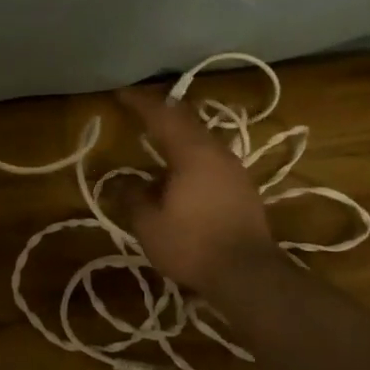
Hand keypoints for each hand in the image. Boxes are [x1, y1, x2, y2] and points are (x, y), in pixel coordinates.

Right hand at [113, 87, 279, 292]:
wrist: (248, 275)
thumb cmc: (193, 245)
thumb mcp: (149, 225)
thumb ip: (133, 199)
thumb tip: (122, 184)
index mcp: (192, 153)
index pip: (162, 115)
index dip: (140, 103)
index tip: (121, 94)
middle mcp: (216, 152)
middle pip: (187, 120)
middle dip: (161, 112)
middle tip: (139, 110)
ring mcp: (234, 169)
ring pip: (202, 138)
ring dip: (178, 134)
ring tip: (157, 139)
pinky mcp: (243, 188)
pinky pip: (211, 157)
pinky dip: (190, 153)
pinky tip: (180, 170)